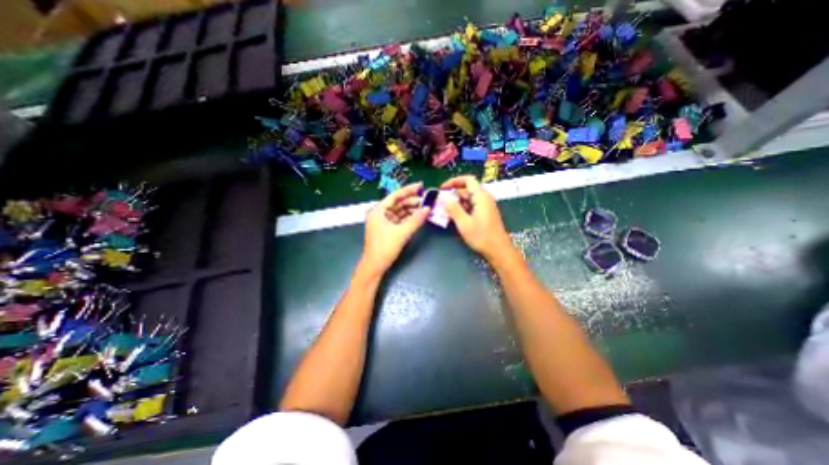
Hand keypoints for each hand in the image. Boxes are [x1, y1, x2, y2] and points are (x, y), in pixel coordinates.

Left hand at [362, 182, 431, 275]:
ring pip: (399, 211)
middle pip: (398, 203)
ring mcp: (383, 221)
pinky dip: (408, 217)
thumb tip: (428, 208)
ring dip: (411, 209)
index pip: (395, 195)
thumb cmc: (385, 248)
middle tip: (427, 199)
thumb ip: (416, 220)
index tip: (421, 185)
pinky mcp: (387, 229)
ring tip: (425, 207)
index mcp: (378, 210)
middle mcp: (379, 213)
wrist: (375, 266)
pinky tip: (418, 216)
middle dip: (412, 201)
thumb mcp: (402, 233)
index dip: (408, 190)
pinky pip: (399, 219)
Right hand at [440, 174, 512, 260]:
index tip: (442, 188)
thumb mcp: (464, 223)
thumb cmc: (481, 237)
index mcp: (481, 197)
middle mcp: (484, 198)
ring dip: (456, 202)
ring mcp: (485, 205)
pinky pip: (471, 205)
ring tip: (445, 211)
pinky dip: (462, 208)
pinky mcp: (485, 212)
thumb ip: (453, 209)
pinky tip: (454, 216)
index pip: (468, 180)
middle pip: (467, 189)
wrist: (498, 250)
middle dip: (453, 194)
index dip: (454, 181)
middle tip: (441, 202)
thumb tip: (443, 198)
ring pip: (468, 198)